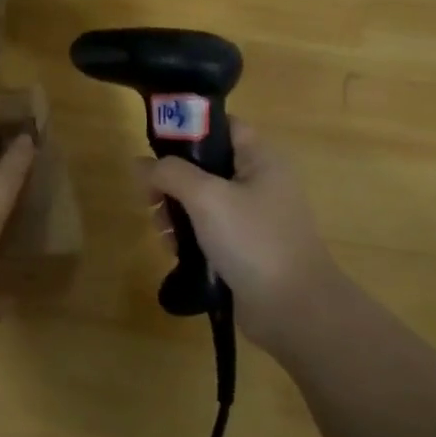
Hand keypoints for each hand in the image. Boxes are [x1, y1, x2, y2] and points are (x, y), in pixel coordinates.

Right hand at [142, 120, 346, 358]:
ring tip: (162, 231)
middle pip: (205, 165)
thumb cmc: (253, 240)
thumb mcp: (206, 197)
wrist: (294, 309)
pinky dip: (189, 235)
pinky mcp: (246, 247)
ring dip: (175, 211)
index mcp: (261, 160)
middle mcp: (260, 182)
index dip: (189, 129)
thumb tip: (141, 164)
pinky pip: (209, 229)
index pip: (222, 127)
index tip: (156, 146)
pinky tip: (174, 250)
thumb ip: (170, 173)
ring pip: (202, 200)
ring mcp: (254, 217)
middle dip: (173, 180)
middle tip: (152, 199)